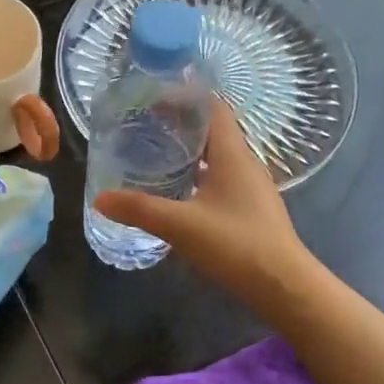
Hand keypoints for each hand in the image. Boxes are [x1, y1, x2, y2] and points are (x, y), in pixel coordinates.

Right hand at [94, 100, 317, 314]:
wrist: (283, 286)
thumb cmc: (236, 244)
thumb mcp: (180, 225)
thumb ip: (139, 209)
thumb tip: (100, 198)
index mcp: (232, 154)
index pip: (212, 107)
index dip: (184, 97)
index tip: (152, 98)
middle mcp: (245, 163)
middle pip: (213, 129)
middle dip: (180, 124)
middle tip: (144, 125)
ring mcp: (251, 187)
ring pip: (217, 156)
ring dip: (189, 151)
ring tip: (155, 153)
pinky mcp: (250, 208)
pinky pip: (221, 178)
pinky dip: (198, 174)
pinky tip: (178, 190)